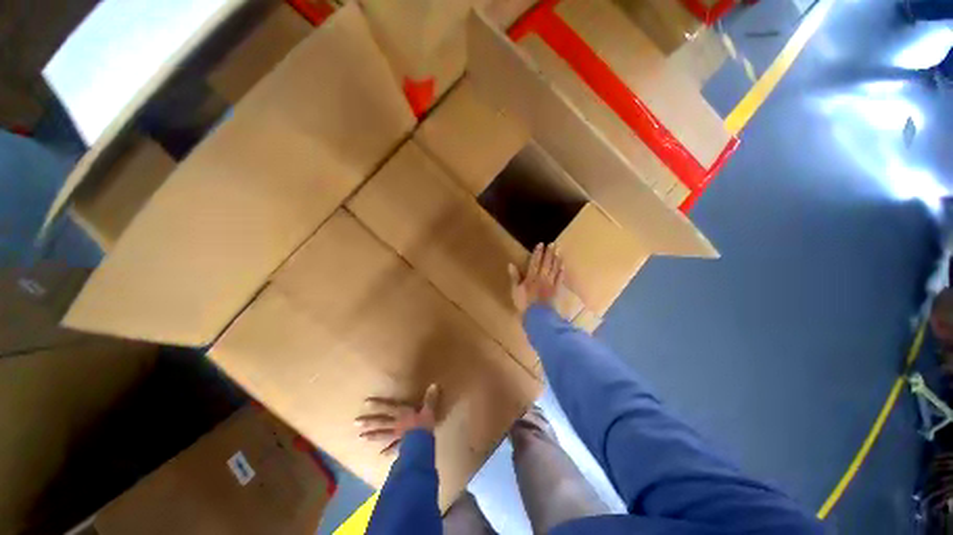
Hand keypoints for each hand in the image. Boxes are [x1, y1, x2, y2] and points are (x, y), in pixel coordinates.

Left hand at [355, 384, 439, 454]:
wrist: (422, 445)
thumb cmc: (424, 425)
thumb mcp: (429, 409)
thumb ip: (430, 398)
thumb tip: (434, 384)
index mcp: (402, 414)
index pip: (388, 407)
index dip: (378, 404)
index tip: (365, 403)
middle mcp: (396, 424)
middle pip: (381, 422)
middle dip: (369, 422)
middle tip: (355, 423)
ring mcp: (397, 436)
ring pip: (383, 435)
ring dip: (373, 436)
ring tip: (361, 438)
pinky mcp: (401, 446)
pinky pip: (392, 448)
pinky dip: (386, 452)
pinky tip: (380, 455)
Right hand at [508, 243, 563, 315]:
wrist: (538, 316)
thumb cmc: (524, 304)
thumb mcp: (515, 291)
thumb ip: (514, 277)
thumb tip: (511, 264)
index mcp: (531, 277)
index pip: (534, 262)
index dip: (537, 253)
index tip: (541, 244)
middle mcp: (542, 277)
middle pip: (546, 263)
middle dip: (549, 253)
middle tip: (553, 244)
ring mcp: (550, 283)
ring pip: (554, 269)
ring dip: (556, 259)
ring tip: (559, 250)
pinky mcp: (556, 290)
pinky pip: (559, 279)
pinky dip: (561, 271)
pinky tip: (563, 265)